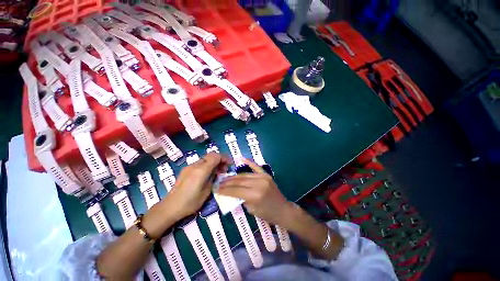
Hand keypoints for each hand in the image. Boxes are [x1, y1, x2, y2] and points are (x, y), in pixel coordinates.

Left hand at [166, 152, 230, 219]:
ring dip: (214, 162)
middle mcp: (195, 165)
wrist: (170, 207)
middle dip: (220, 159)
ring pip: (205, 159)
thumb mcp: (207, 191)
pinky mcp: (186, 170)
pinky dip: (207, 165)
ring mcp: (189, 167)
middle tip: (225, 168)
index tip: (230, 164)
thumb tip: (217, 171)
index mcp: (201, 170)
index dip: (224, 158)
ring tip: (218, 171)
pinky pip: (200, 163)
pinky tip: (209, 174)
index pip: (215, 156)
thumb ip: (213, 178)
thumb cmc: (190, 202)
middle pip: (211, 155)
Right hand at [217, 159, 291, 225]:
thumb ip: (241, 198)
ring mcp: (263, 177)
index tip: (216, 188)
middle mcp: (258, 184)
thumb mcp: (251, 210)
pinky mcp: (266, 175)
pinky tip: (241, 158)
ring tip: (225, 177)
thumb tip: (232, 191)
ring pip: (244, 175)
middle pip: (239, 181)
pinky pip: (256, 167)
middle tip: (218, 182)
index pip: (235, 191)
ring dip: (234, 176)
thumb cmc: (267, 214)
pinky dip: (248, 162)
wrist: (283, 210)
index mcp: (255, 195)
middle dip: (227, 182)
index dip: (224, 190)